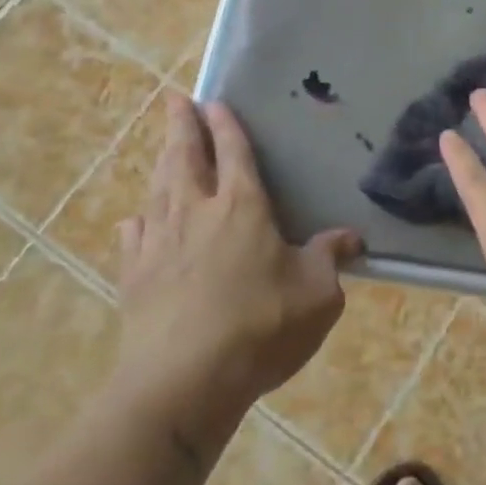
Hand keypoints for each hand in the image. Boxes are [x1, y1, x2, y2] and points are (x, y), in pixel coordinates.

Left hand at [108, 93, 361, 451]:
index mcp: (243, 207)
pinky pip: (134, 237)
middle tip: (175, 101)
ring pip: (159, 189)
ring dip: (161, 162)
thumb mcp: (317, 294)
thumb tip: (351, 237)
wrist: (183, 383)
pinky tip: (134, 218)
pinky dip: (137, 221)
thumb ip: (330, 258)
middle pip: (186, 158)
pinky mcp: (135, 277)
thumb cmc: (261, 327)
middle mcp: (197, 213)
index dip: (225, 126)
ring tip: (163, 146)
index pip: (234, 153)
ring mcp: (160, 243)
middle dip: (182, 126)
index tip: (214, 102)